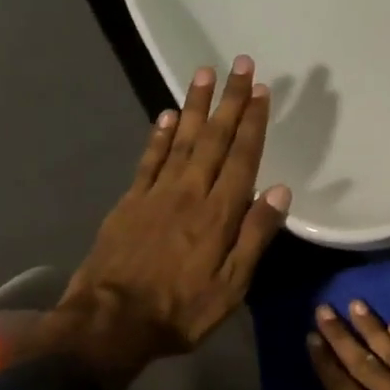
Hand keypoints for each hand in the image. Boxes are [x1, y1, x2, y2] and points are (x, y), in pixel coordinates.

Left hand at [22, 57, 290, 389]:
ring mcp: (156, 194)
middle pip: (213, 138)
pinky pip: (148, 160)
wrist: (108, 324)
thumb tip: (280, 191)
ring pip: (180, 139)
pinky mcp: (130, 202)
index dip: (253, 122)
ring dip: (195, 105)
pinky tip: (166, 114)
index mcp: (219, 213)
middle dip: (230, 100)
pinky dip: (158, 135)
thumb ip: (255, 236)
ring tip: (204, 72)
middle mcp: (189, 192)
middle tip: (241, 64)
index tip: (262, 91)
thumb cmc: (180, 310)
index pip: (242, 157)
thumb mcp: (231, 286)